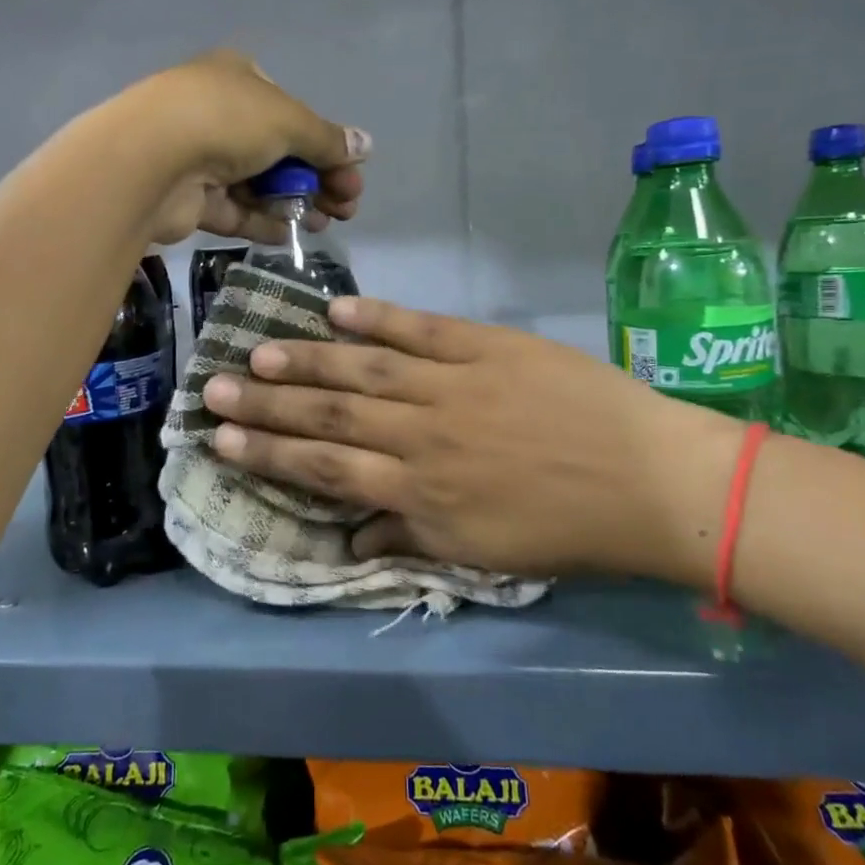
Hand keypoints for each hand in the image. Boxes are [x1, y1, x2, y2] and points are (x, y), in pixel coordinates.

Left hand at [119, 50, 369, 243]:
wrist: (150, 160)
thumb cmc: (225, 121)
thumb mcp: (288, 121)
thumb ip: (327, 139)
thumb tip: (366, 145)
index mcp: (239, 79)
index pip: (292, 113)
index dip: (326, 146)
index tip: (352, 176)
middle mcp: (218, 114)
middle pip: (279, 152)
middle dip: (317, 179)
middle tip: (346, 207)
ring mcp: (200, 157)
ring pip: (258, 184)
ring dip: (294, 203)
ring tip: (325, 224)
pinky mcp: (189, 198)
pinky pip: (235, 210)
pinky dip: (263, 221)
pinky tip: (291, 235)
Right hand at [199, 297, 743, 583]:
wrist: (651, 481)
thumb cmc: (568, 530)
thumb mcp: (483, 555)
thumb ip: (409, 537)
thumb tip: (349, 541)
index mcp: (420, 491)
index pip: (326, 467)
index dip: (269, 452)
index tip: (222, 438)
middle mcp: (422, 435)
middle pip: (330, 414)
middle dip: (267, 401)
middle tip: (213, 385)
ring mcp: (453, 384)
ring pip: (364, 368)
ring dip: (307, 359)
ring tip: (259, 349)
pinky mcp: (486, 346)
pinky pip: (422, 329)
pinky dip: (378, 318)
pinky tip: (337, 309)